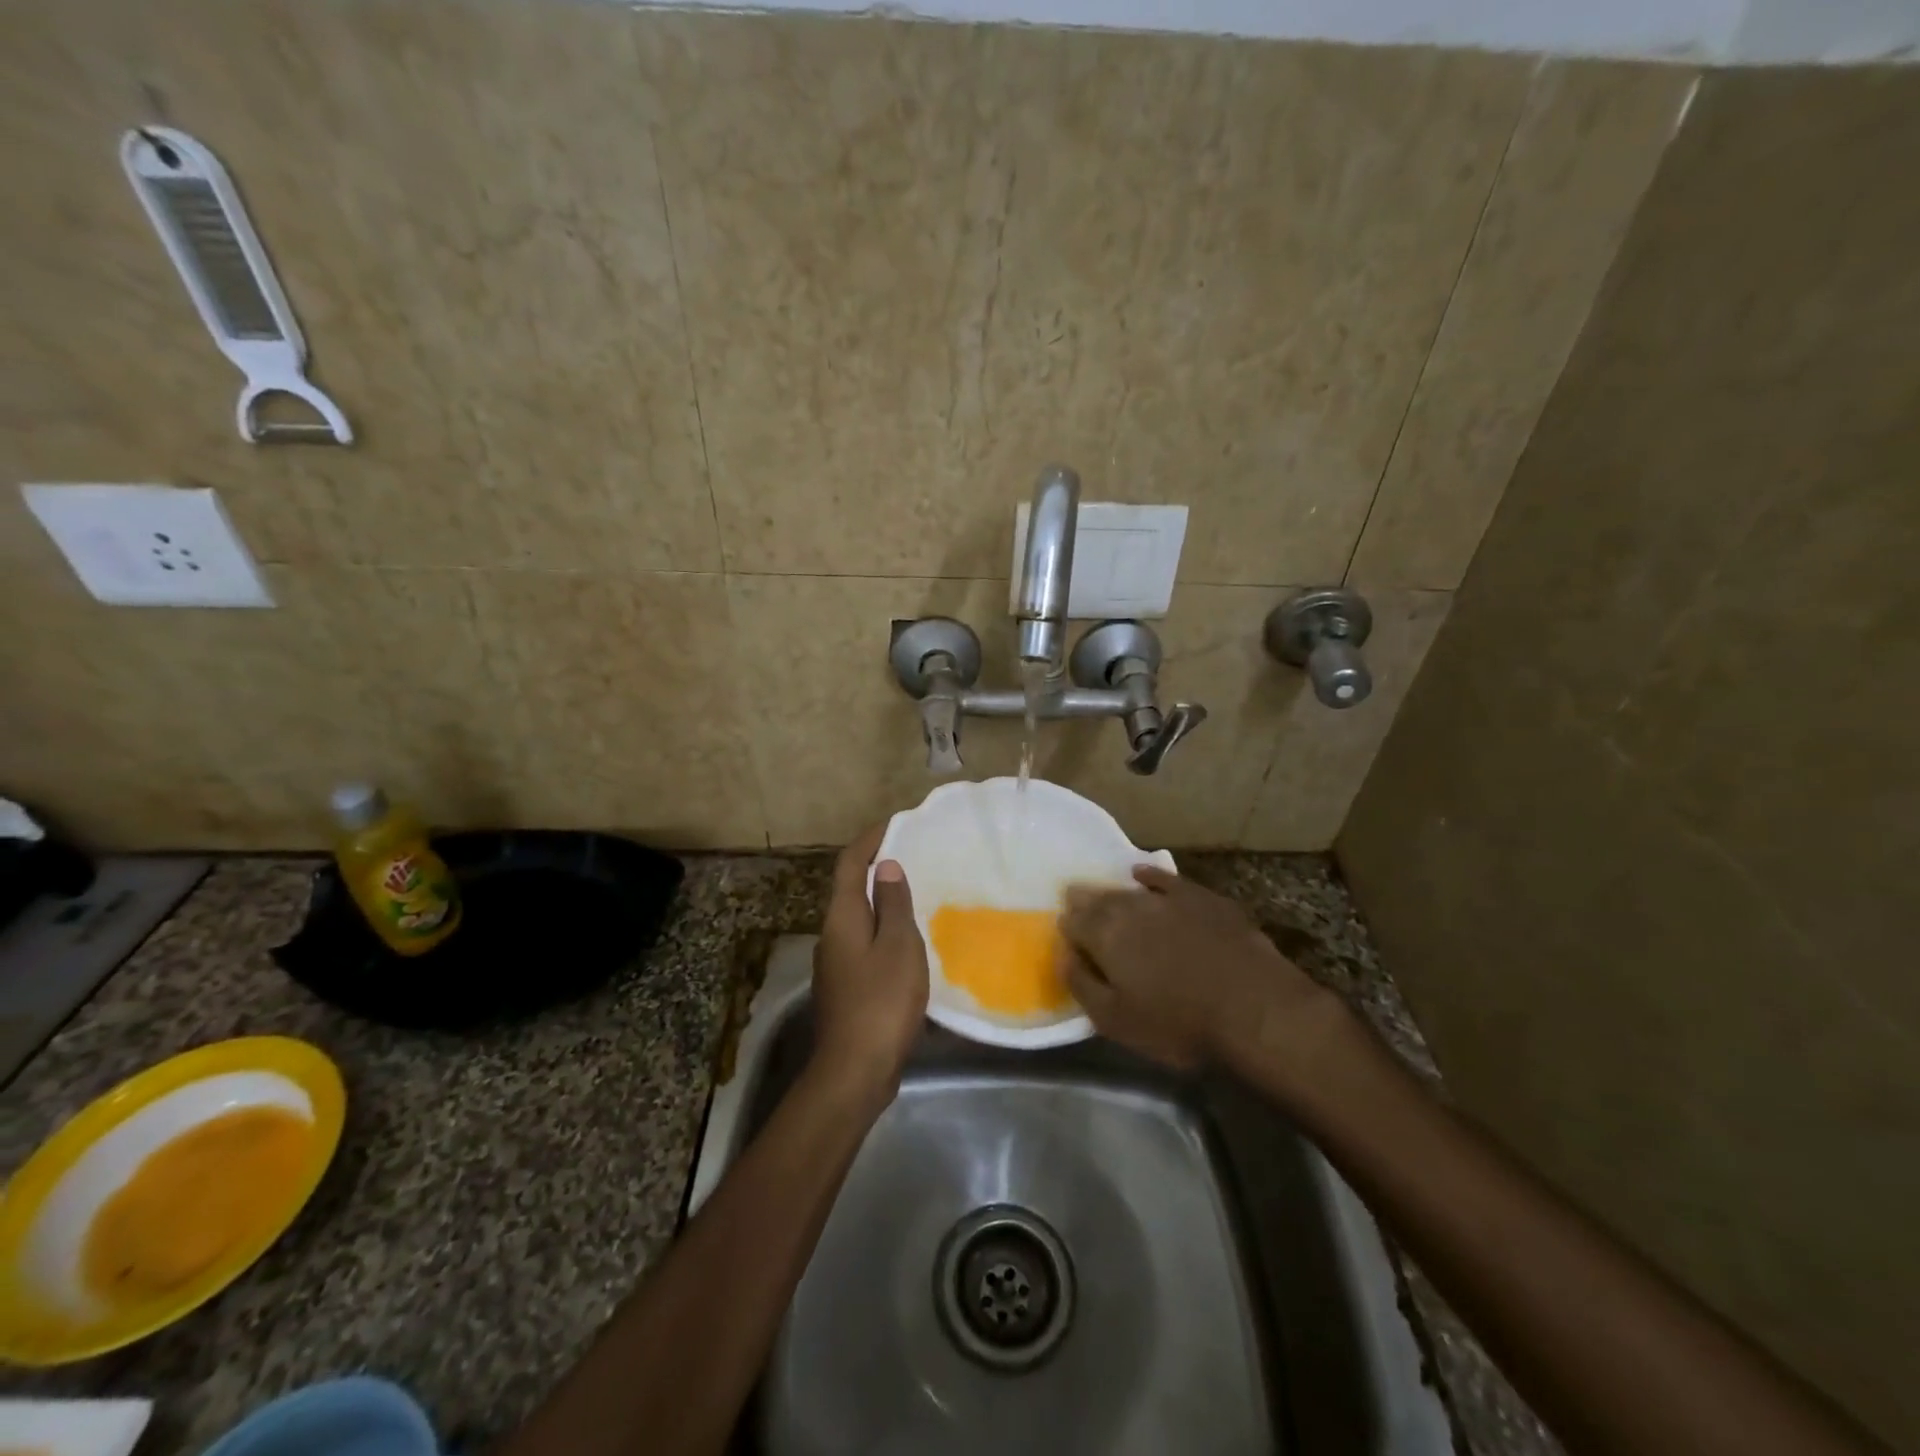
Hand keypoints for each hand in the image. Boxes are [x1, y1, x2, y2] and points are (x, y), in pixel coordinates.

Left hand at [810, 824, 929, 1104]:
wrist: (855, 1071)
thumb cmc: (881, 1001)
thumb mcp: (898, 946)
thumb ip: (892, 904)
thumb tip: (885, 866)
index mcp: (842, 918)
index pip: (850, 864)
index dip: (870, 840)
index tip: (895, 824)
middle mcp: (832, 935)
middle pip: (851, 890)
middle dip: (878, 869)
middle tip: (914, 857)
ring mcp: (836, 964)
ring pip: (859, 920)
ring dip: (883, 903)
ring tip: (918, 896)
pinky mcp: (847, 988)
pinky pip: (866, 945)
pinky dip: (886, 932)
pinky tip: (911, 944)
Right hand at [1059, 865, 1340, 1078]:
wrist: (1254, 1009)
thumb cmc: (1178, 1023)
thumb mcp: (1116, 1020)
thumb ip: (1081, 983)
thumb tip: (1062, 953)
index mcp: (1105, 935)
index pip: (1073, 921)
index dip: (1067, 926)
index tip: (1065, 931)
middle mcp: (1130, 906)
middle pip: (1098, 899)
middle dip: (1084, 901)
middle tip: (1076, 902)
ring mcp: (1168, 898)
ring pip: (1129, 889)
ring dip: (1112, 891)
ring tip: (1104, 894)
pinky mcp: (1202, 897)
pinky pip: (1166, 879)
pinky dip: (1150, 875)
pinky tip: (1143, 874)